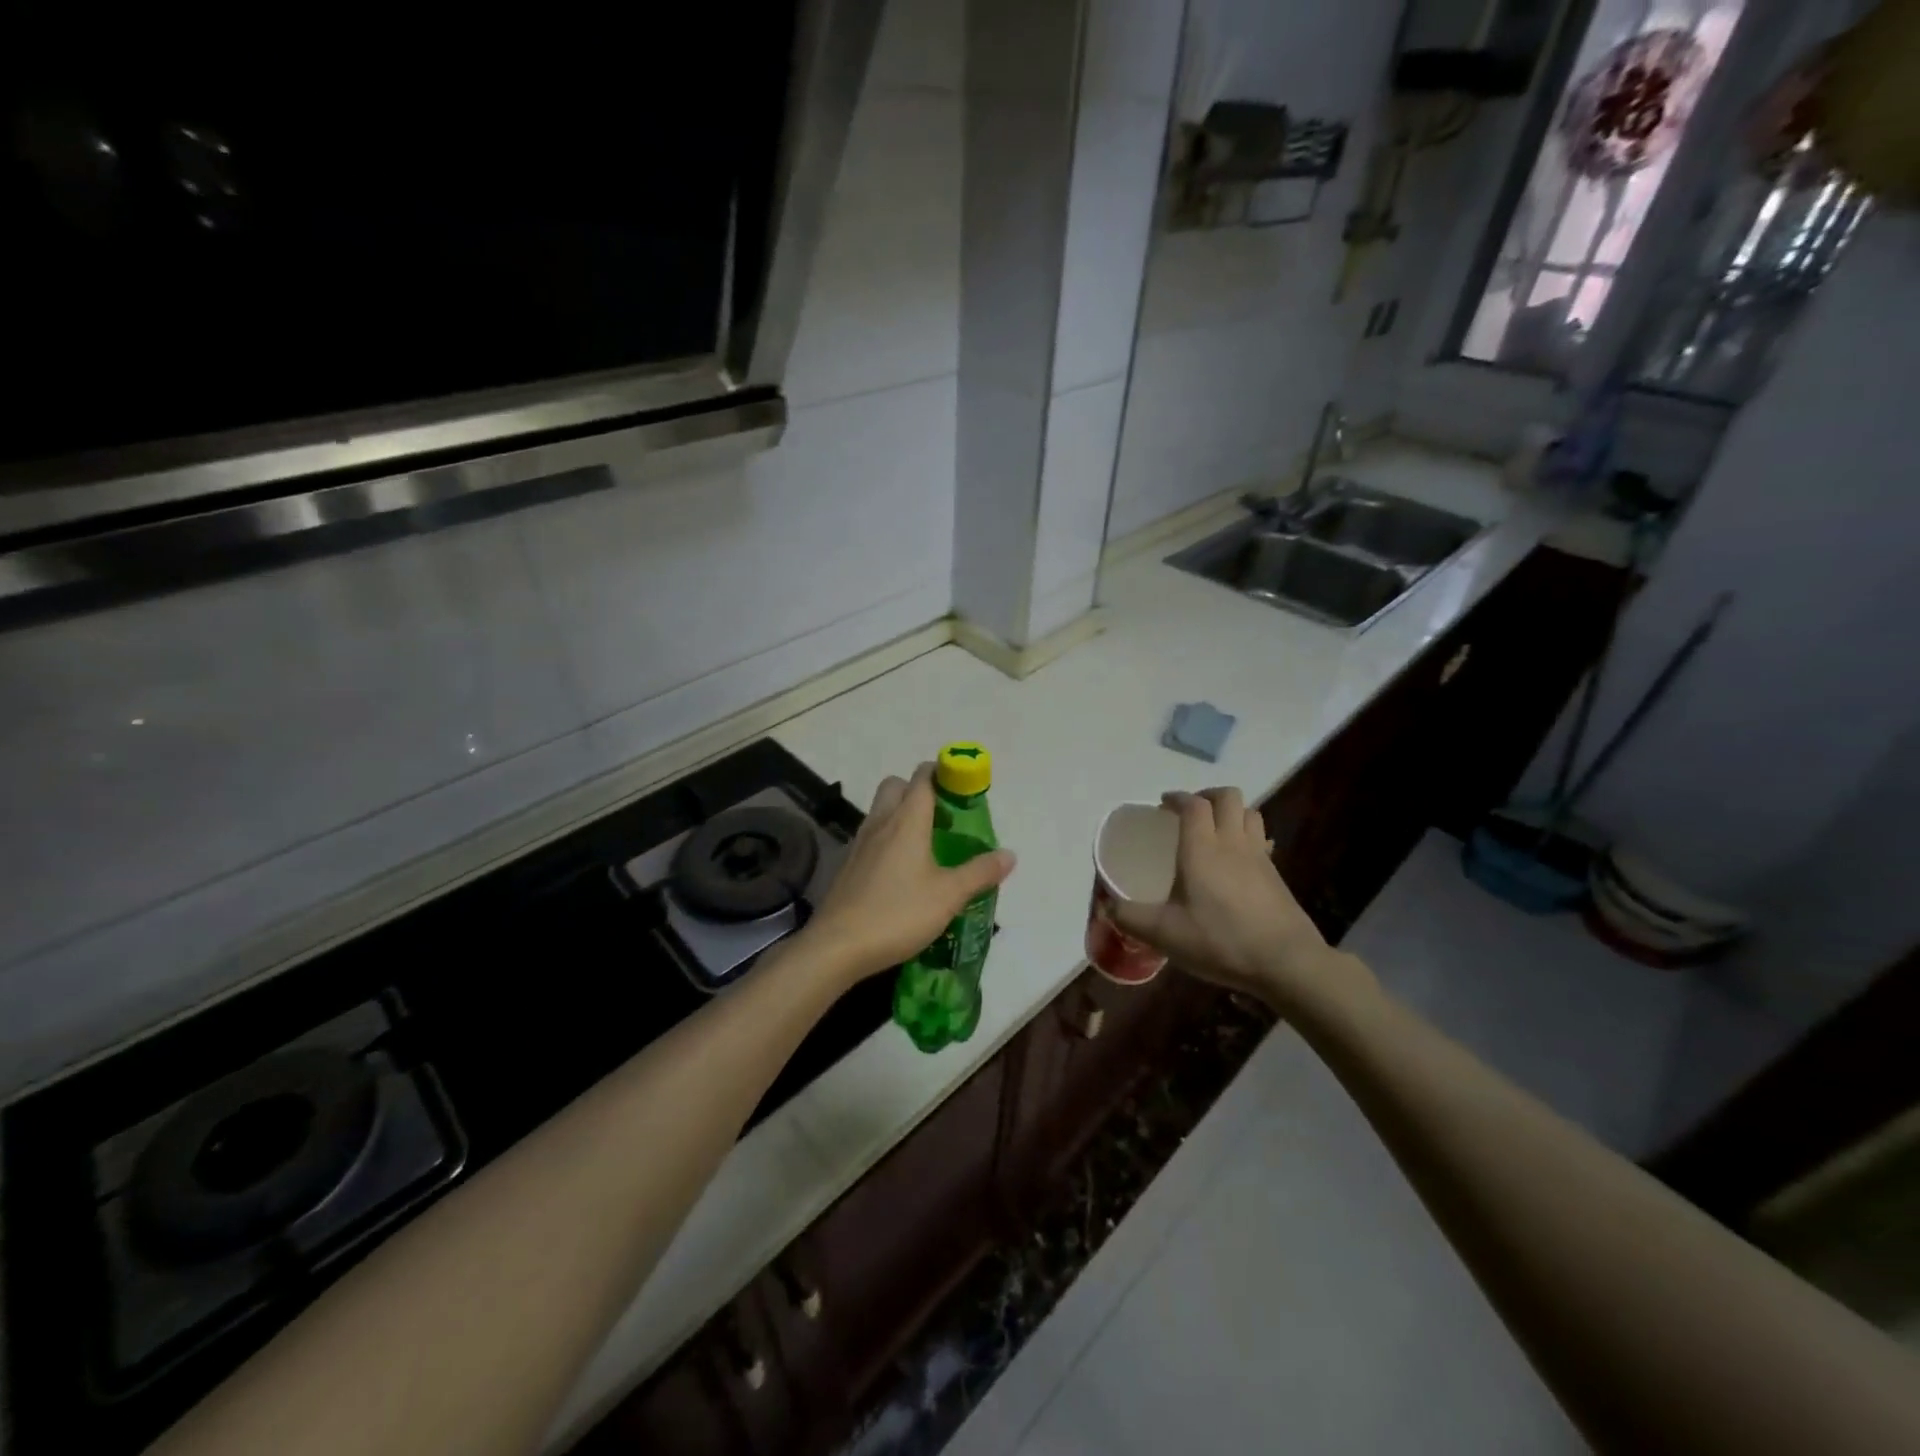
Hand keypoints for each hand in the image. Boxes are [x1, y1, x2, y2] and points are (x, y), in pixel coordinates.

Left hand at [801, 763, 1016, 986]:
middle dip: (919, 790)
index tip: (963, 785)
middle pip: (897, 786)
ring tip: (928, 845)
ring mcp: (860, 844)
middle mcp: (881, 823)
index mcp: (907, 821)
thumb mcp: (948, 896)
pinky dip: (888, 840)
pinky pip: (872, 837)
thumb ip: (980, 872)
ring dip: (902, 815)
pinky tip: (902, 872)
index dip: (943, 772)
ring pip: (881, 811)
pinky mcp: (848, 865)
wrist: (837, 946)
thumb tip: (1009, 855)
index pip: (923, 778)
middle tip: (943, 817)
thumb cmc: (898, 913)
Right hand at [1108, 788, 1367, 1014]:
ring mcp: (1259, 856)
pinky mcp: (1276, 874)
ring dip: (1230, 811)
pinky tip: (1238, 859)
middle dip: (1206, 795)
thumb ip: (1129, 917)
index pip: (1193, 804)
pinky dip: (1247, 835)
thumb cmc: (1220, 941)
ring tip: (1214, 829)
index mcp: (1201, 848)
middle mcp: (1232, 842)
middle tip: (1188, 813)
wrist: (1286, 962)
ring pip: (1250, 812)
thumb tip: (1106, 905)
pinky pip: (1262, 838)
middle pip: (1227, 796)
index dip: (1177, 798)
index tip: (1163, 806)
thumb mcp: (1164, 934)